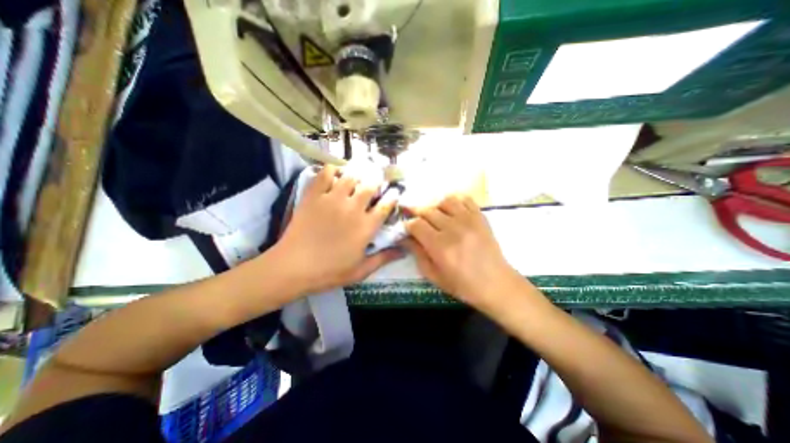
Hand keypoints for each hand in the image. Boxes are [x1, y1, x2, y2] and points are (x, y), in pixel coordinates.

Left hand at [276, 164, 403, 294]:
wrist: (293, 267)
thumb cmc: (330, 271)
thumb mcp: (361, 270)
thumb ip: (384, 258)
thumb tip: (404, 250)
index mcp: (366, 226)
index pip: (386, 206)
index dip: (392, 197)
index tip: (394, 193)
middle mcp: (353, 208)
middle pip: (370, 186)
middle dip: (376, 182)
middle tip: (374, 183)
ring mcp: (333, 199)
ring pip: (350, 177)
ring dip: (357, 175)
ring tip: (357, 176)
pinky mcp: (314, 196)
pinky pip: (325, 174)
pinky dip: (331, 169)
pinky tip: (334, 172)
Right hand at [403, 195, 526, 313]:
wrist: (496, 284)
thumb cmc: (463, 285)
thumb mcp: (434, 275)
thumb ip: (417, 254)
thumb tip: (405, 237)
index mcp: (440, 247)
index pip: (416, 224)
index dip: (408, 224)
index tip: (406, 228)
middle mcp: (453, 229)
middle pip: (428, 210)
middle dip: (416, 212)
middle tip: (414, 217)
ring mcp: (469, 220)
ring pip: (445, 201)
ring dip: (434, 205)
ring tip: (433, 214)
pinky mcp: (480, 217)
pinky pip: (465, 199)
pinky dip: (454, 199)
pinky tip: (450, 208)